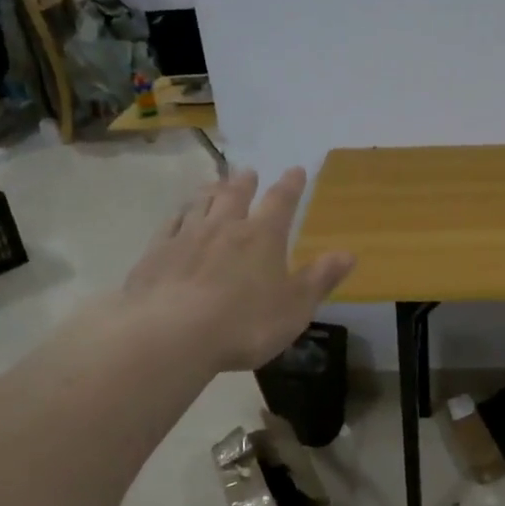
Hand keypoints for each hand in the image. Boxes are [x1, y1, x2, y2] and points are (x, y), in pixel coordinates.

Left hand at [122, 168, 355, 370]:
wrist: (171, 334)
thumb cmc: (244, 324)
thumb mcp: (295, 308)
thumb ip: (320, 279)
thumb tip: (348, 254)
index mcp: (262, 237)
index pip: (281, 201)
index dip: (291, 185)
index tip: (296, 171)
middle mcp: (224, 227)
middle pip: (235, 195)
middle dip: (245, 183)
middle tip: (248, 172)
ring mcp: (186, 237)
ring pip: (200, 204)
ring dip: (210, 191)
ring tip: (215, 184)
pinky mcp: (156, 253)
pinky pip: (170, 224)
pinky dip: (178, 215)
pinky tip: (178, 216)